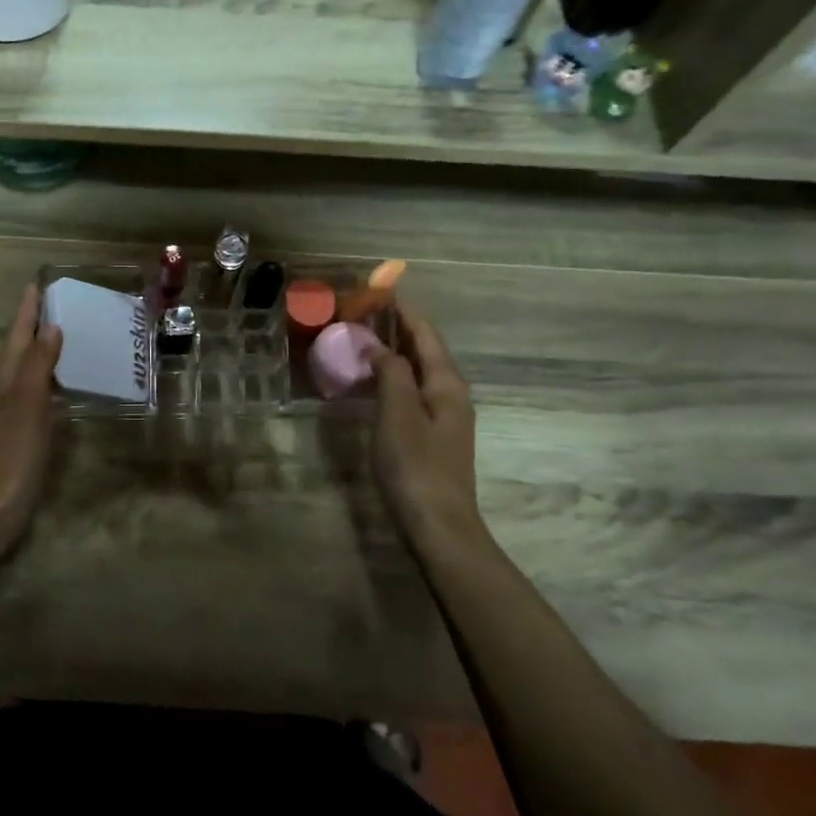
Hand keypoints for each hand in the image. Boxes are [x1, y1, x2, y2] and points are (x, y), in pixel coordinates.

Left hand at [0, 285, 63, 543]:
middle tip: (64, 304)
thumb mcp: (26, 405)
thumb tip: (50, 326)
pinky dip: (51, 381)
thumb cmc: (10, 455)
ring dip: (45, 352)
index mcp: (3, 379)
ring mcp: (9, 414)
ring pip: (28, 371)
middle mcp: (3, 391)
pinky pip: (37, 395)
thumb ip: (38, 365)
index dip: (27, 310)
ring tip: (71, 336)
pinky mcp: (19, 435)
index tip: (39, 282)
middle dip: (37, 325)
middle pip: (20, 349)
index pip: (17, 334)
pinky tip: (66, 386)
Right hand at [365, 305, 485, 549]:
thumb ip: (391, 373)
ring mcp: (444, 417)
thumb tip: (380, 346)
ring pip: (419, 372)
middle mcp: (450, 394)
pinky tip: (375, 382)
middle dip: (399, 328)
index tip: (381, 290)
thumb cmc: (416, 466)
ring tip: (365, 338)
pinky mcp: (432, 437)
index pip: (425, 335)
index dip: (404, 311)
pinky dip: (393, 377)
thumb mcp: (398, 414)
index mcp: (446, 384)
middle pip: (425, 350)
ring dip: (395, 352)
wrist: (438, 525)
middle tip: (366, 310)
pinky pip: (412, 392)